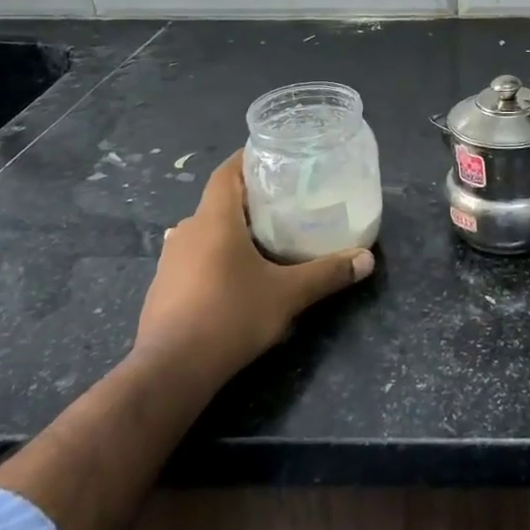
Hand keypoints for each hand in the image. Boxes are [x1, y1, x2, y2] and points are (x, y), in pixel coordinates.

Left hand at [134, 152, 373, 384]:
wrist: (170, 372)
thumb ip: (327, 273)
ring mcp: (170, 260)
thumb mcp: (288, 294)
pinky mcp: (162, 288)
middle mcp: (187, 231)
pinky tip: (235, 274)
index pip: (227, 172)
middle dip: (249, 198)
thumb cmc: (230, 317)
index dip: (248, 160)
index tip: (274, 157)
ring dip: (230, 229)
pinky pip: (193, 256)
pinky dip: (215, 255)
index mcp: (214, 220)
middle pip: (218, 201)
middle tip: (283, 201)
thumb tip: (367, 259)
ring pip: (204, 230)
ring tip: (264, 237)